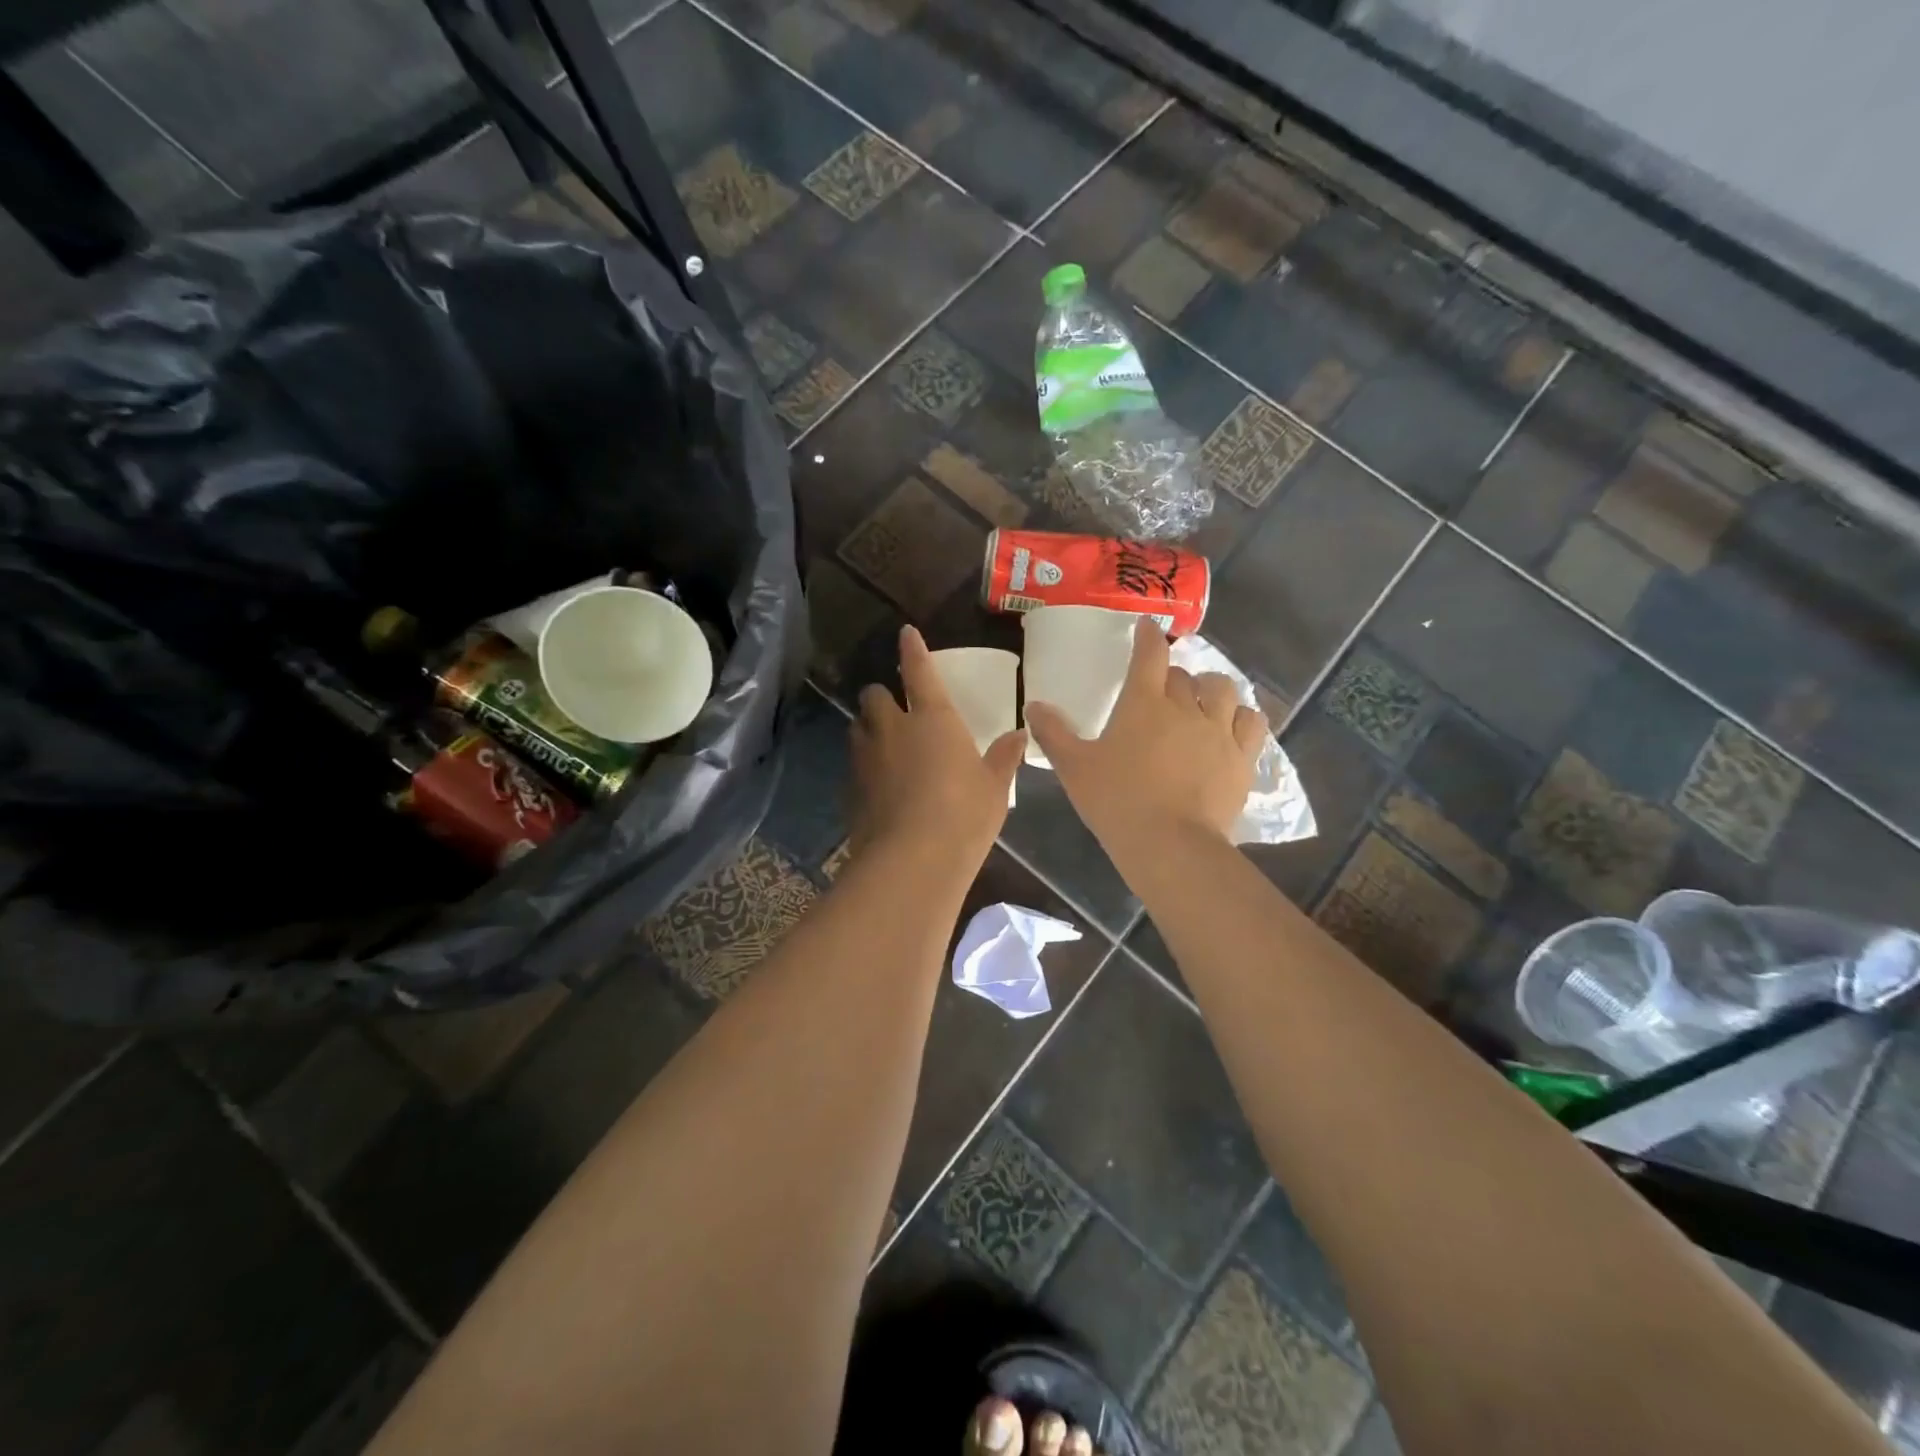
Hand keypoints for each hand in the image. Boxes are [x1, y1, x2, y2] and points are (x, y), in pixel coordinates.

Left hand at [849, 627, 1025, 864]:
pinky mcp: (850, 788)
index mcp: (932, 718)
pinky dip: (864, 765)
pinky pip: (854, 764)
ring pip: (858, 727)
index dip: (912, 649)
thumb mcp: (994, 786)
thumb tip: (1020, 734)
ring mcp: (866, 758)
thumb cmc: (964, 815)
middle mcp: (892, 728)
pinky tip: (878, 785)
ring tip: (885, 744)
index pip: (918, 671)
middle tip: (897, 710)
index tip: (906, 633)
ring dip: (869, 728)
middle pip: (874, 695)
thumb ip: (1004, 757)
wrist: (912, 860)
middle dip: (883, 696)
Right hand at [1027, 617, 1264, 858]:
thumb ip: (1053, 733)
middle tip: (1161, 691)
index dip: (1148, 637)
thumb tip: (1034, 705)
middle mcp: (1185, 708)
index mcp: (1143, 704)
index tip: (1148, 627)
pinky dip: (1242, 716)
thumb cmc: (1116, 801)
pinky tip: (1233, 724)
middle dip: (1172, 676)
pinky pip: (1252, 721)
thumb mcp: (1073, 768)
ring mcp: (1219, 731)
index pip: (1149, 655)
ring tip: (1201, 701)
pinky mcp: (1242, 758)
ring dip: (1210, 688)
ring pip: (1223, 689)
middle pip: (1183, 675)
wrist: (1170, 844)